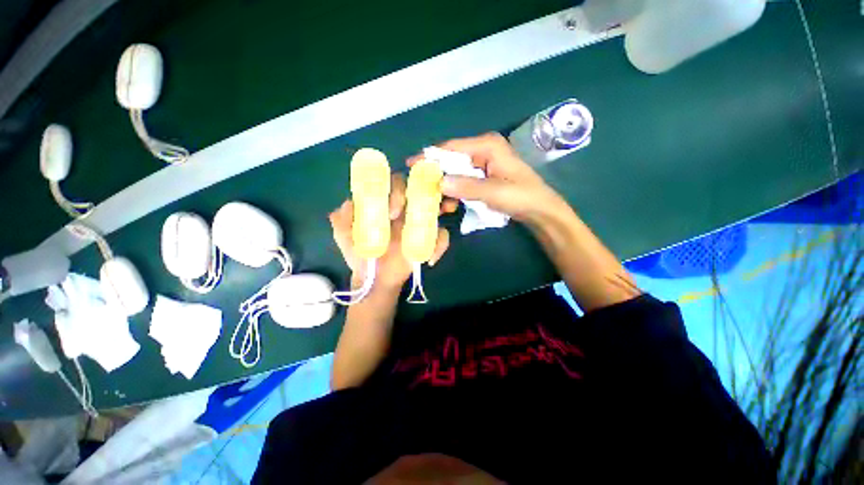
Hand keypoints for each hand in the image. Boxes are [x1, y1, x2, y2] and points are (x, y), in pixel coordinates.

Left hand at [329, 173, 450, 289]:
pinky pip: (442, 236)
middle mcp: (405, 209)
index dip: (396, 189)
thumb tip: (350, 202)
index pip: (394, 184)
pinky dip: (440, 244)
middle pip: (418, 188)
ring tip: (448, 207)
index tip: (391, 211)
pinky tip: (428, 259)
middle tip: (405, 214)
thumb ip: (342, 217)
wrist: (375, 278)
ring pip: (436, 206)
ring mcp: (419, 223)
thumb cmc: (360, 254)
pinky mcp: (429, 240)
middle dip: (419, 191)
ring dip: (445, 202)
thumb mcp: (344, 235)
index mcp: (387, 204)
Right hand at [419, 132, 566, 223]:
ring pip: (454, 172)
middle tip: (420, 190)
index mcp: (487, 146)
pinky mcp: (482, 176)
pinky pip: (461, 181)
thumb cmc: (522, 197)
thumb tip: (440, 182)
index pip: (452, 148)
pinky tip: (449, 205)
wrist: (540, 210)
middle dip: (436, 175)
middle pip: (451, 159)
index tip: (411, 166)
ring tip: (435, 203)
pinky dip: (454, 192)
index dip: (430, 157)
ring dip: (444, 188)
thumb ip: (467, 187)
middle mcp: (482, 150)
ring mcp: (482, 164)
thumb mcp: (494, 193)